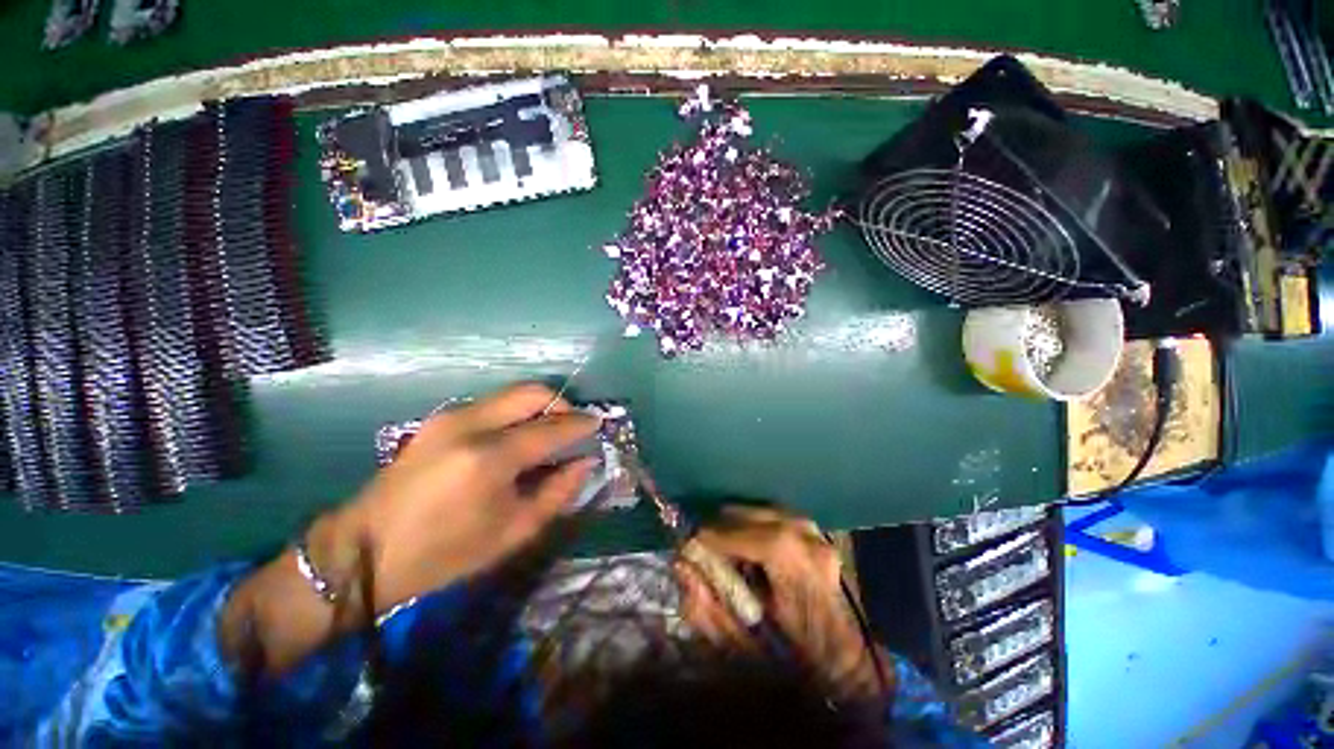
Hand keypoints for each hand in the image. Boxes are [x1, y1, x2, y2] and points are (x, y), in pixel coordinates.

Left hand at [324, 382, 600, 614]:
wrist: (364, 551)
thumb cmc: (445, 552)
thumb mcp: (513, 531)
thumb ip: (558, 491)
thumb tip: (586, 462)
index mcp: (491, 458)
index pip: (552, 428)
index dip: (581, 424)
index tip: (599, 424)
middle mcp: (471, 424)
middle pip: (532, 392)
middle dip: (561, 404)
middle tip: (573, 425)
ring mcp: (451, 416)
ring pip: (512, 394)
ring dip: (539, 407)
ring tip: (548, 432)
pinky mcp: (439, 419)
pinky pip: (492, 404)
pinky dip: (515, 413)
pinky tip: (517, 438)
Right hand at [678, 506, 888, 696]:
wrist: (846, 663)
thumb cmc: (795, 663)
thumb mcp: (744, 646)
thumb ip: (706, 608)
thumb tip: (681, 564)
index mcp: (799, 570)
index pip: (749, 536)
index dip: (716, 538)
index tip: (690, 545)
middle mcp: (810, 541)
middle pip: (752, 516)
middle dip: (721, 529)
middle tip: (702, 546)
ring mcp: (816, 533)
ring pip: (761, 512)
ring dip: (737, 526)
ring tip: (721, 546)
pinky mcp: (814, 532)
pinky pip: (772, 517)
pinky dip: (753, 526)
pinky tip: (745, 546)